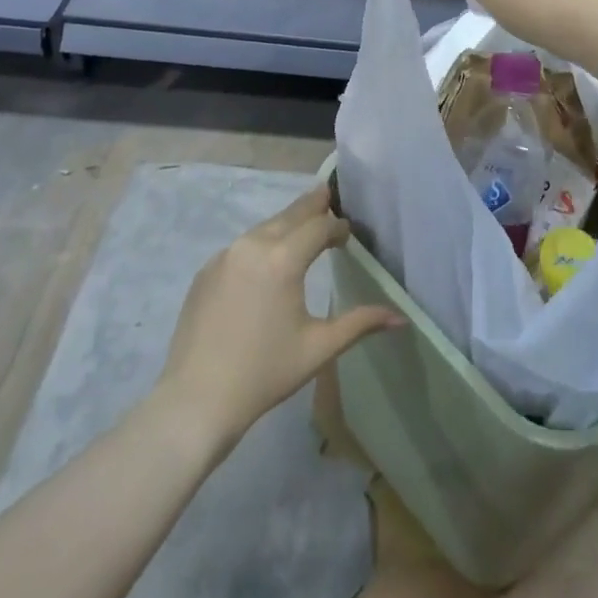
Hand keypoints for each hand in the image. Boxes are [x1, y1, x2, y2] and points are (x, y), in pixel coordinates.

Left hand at [157, 186, 401, 448]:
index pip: (319, 226)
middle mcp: (252, 245)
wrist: (196, 401)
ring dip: (286, 224)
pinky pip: (242, 247)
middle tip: (329, 196)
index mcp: (282, 258)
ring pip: (264, 228)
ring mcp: (224, 256)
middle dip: (312, 206)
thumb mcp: (319, 347)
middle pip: (290, 214)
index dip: (337, 227)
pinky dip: (261, 244)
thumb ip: (361, 323)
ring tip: (302, 229)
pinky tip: (266, 264)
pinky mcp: (206, 271)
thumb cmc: (265, 373)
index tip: (349, 234)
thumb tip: (401, 318)